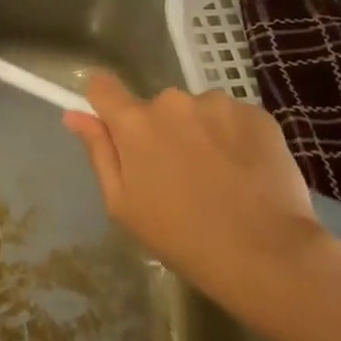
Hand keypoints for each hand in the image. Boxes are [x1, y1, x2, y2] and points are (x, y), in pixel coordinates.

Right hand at [62, 73, 340, 313]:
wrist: (266, 254)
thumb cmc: (182, 237)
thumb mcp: (123, 205)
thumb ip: (99, 152)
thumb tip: (74, 114)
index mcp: (134, 123)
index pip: (102, 86)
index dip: (105, 103)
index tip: (117, 129)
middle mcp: (172, 101)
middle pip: (155, 107)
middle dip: (161, 131)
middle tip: (180, 176)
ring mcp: (218, 104)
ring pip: (197, 112)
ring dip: (200, 133)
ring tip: (220, 178)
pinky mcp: (257, 114)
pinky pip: (233, 119)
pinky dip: (234, 139)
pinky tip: (246, 173)